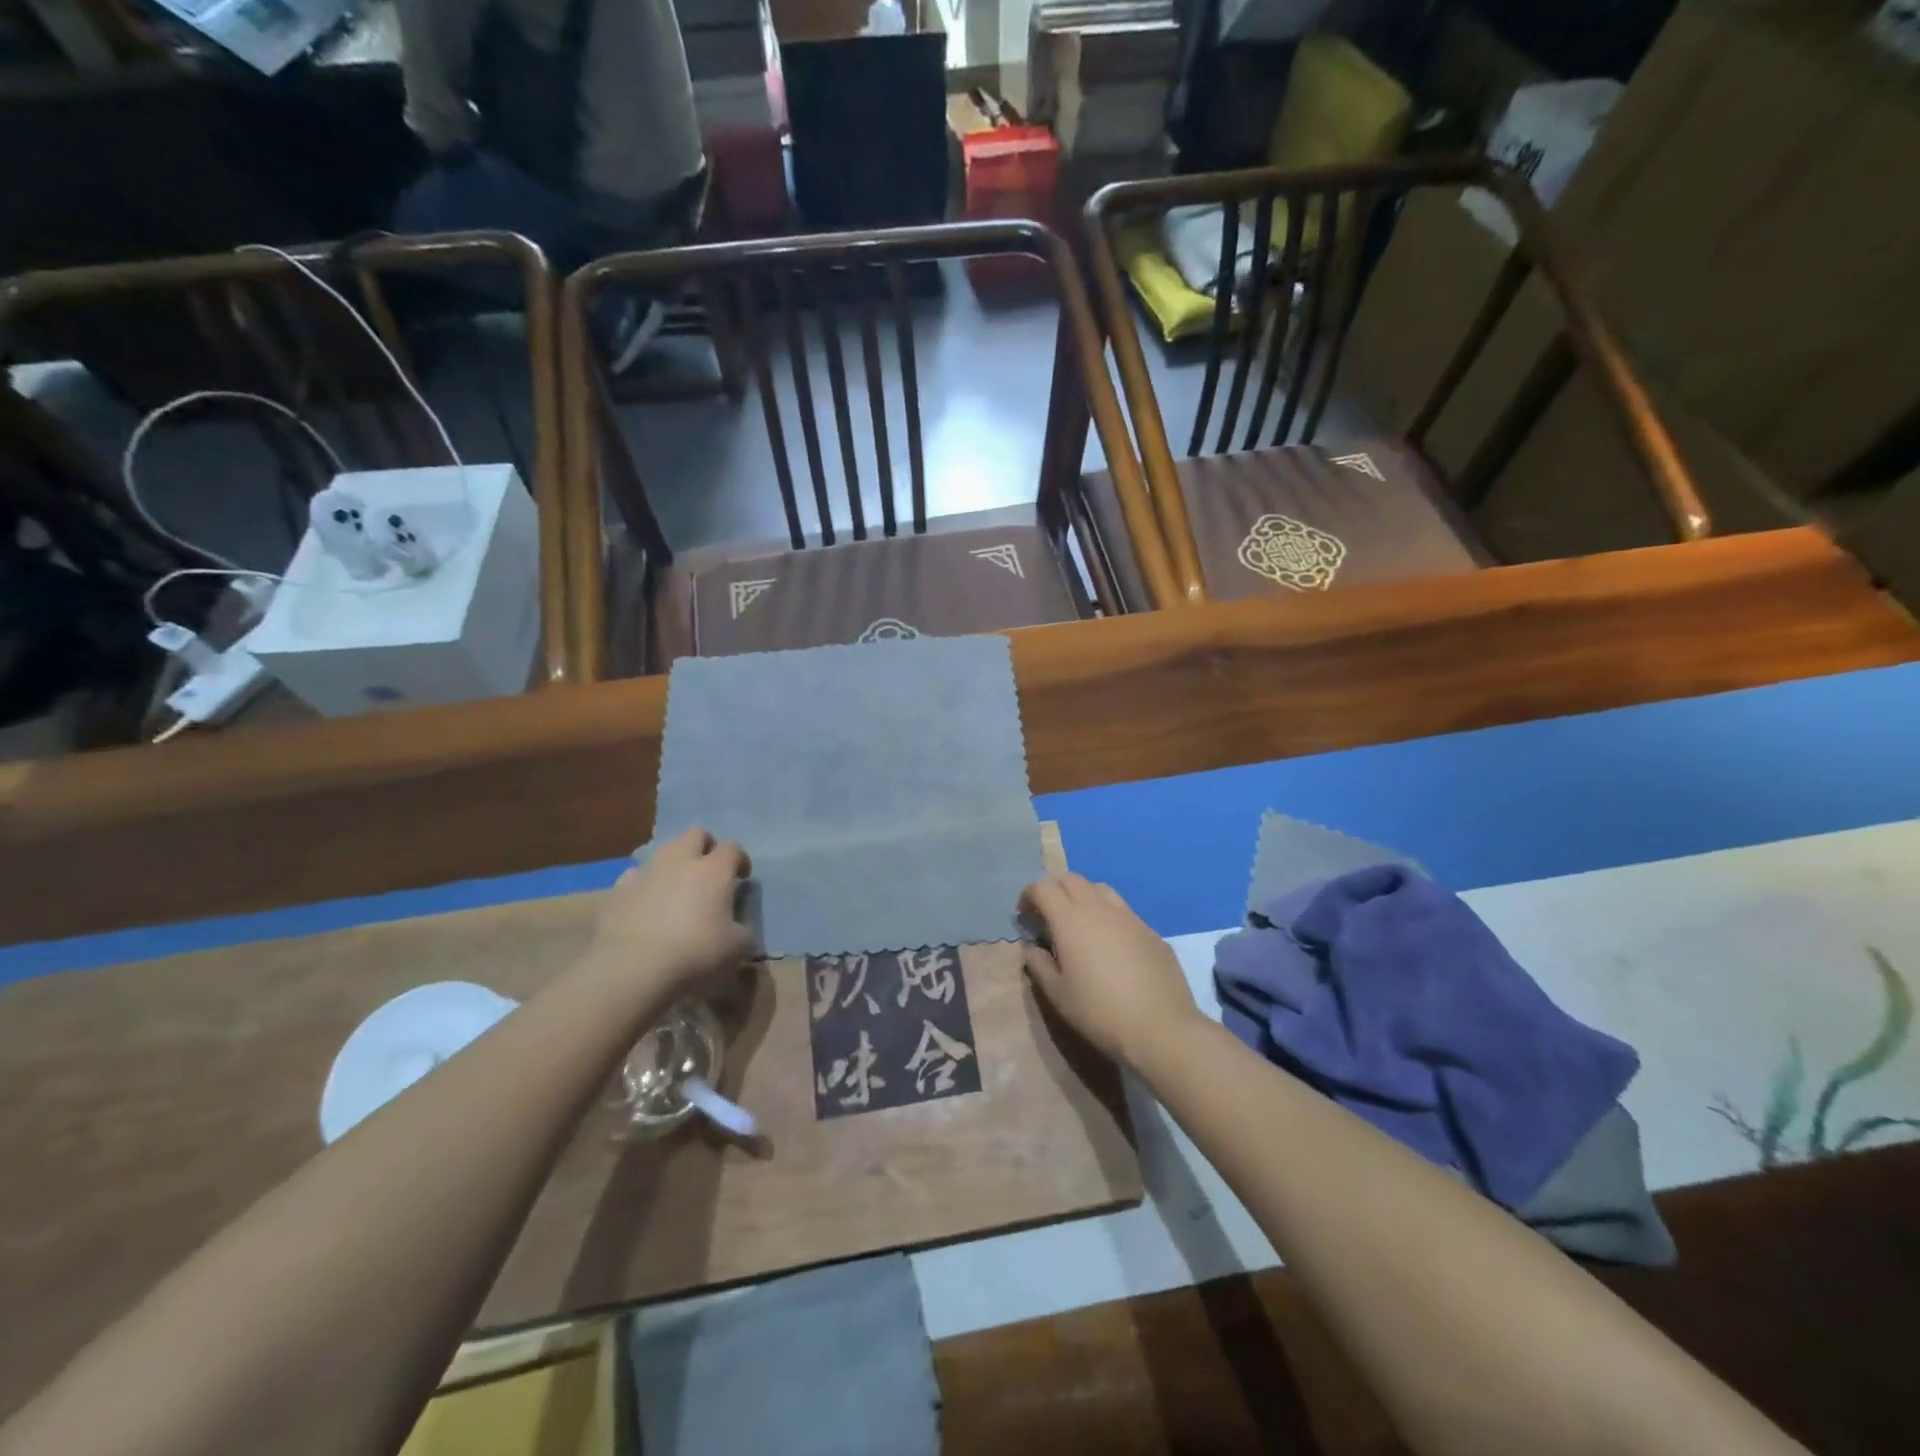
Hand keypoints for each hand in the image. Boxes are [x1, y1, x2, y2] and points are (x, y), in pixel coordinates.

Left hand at [586, 828, 754, 995]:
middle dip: (706, 846)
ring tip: (676, 888)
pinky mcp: (617, 891)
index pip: (732, 848)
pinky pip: (633, 877)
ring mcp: (645, 873)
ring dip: (673, 864)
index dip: (740, 860)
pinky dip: (642, 886)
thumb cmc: (696, 952)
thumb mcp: (736, 949)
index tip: (742, 878)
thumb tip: (742, 934)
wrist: (634, 967)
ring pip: (662, 851)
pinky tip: (644, 905)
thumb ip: (743, 935)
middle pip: (696, 834)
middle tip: (710, 871)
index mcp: (714, 870)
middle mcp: (680, 861)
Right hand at [1019, 873, 1206, 1072]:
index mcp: (1071, 920)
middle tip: (1048, 914)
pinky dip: (1108, 916)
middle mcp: (1100, 908)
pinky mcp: (1151, 931)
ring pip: (1101, 889)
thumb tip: (1033, 949)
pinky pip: (1124, 911)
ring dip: (1083, 896)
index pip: (1044, 887)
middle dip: (1054, 889)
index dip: (1029, 895)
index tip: (1024, 914)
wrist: (1161, 1028)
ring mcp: (1130, 917)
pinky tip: (1111, 945)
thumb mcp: (1058, 995)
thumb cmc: (1100, 1012)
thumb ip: (1039, 965)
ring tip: (1080, 923)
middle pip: (1072, 879)